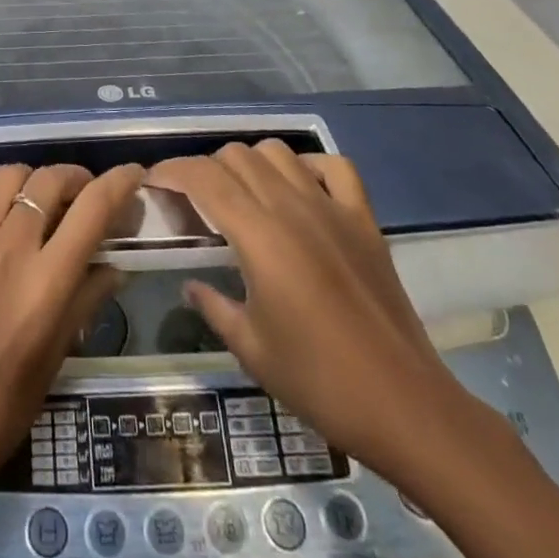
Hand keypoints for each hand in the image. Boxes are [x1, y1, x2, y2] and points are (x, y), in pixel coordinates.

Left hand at [0, 161, 147, 488]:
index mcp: (47, 281)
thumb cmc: (7, 403)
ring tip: (32, 197)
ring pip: (5, 177)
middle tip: (79, 193)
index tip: (131, 173)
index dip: (118, 182)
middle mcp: (9, 249)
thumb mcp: (59, 353)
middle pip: (49, 181)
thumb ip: (88, 299)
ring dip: (29, 180)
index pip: (93, 209)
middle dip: (74, 178)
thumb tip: (115, 263)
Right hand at [147, 142, 470, 483]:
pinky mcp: (364, 219)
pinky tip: (298, 190)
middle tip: (195, 203)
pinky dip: (308, 166)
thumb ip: (213, 306)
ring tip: (243, 196)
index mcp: (259, 235)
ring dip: (250, 163)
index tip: (153, 183)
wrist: (405, 406)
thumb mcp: (250, 349)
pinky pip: (335, 167)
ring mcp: (332, 208)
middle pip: (236, 156)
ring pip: (278, 152)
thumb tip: (192, 284)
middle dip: (206, 169)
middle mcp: (292, 207)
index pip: (203, 177)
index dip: (171, 171)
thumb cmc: (319, 381)